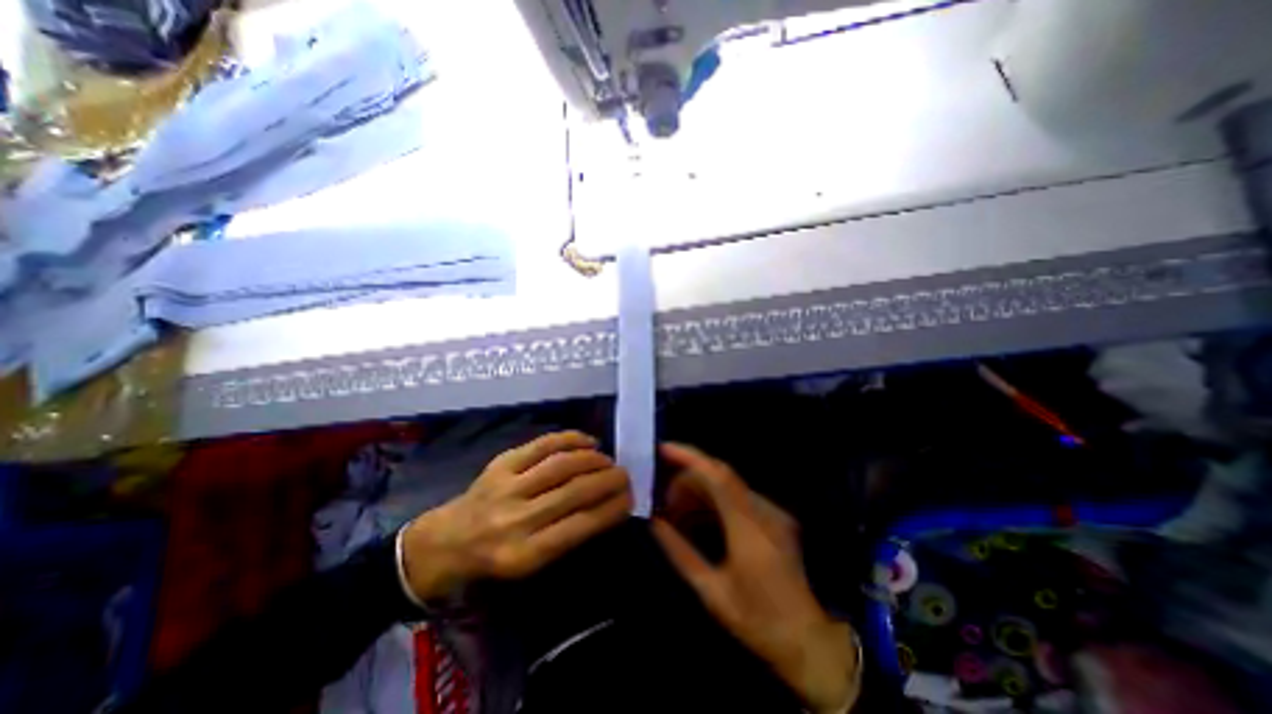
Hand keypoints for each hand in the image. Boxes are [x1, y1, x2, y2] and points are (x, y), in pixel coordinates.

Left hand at [402, 433, 628, 606]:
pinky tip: (587, 442)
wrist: (445, 542)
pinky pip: (542, 445)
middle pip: (575, 492)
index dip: (612, 508)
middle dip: (609, 480)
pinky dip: (570, 439)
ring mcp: (507, 487)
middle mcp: (517, 519)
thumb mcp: (530, 565)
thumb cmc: (493, 559)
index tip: (631, 499)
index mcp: (525, 554)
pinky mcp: (501, 464)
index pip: (581, 525)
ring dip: (593, 459)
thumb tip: (605, 507)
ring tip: (608, 460)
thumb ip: (566, 537)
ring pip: (561, 465)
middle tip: (626, 475)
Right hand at [650, 443, 859, 709]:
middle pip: (721, 475)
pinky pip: (738, 496)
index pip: (717, 475)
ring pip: (729, 483)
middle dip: (689, 477)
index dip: (690, 457)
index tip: (664, 449)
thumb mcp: (711, 591)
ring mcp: (772, 512)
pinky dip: (715, 498)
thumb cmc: (757, 620)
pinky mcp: (775, 517)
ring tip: (678, 508)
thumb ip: (680, 552)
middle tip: (665, 498)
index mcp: (748, 528)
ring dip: (701, 488)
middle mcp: (763, 511)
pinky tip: (700, 516)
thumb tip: (655, 523)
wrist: (808, 640)